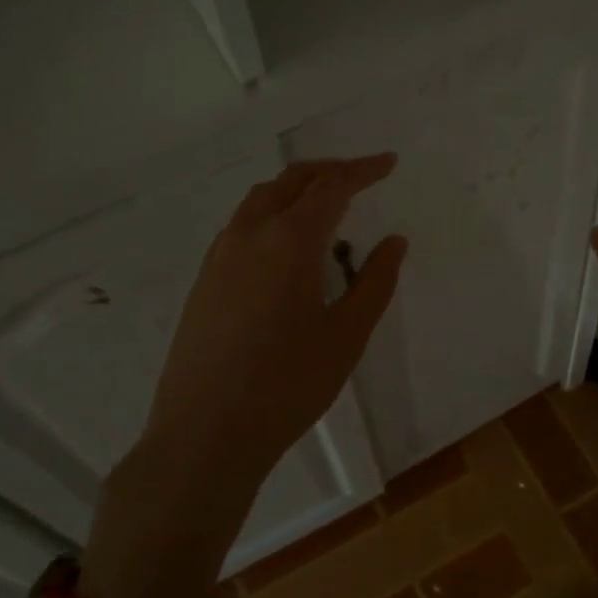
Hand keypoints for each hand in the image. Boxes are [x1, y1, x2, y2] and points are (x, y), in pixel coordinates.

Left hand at [139, 154, 406, 488]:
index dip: (363, 170)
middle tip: (361, 176)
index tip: (388, 162)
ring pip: (260, 200)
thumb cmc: (287, 385)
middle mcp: (249, 234)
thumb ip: (375, 282)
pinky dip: (272, 214)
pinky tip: (285, 247)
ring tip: (325, 207)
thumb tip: (394, 242)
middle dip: (329, 171)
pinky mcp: (203, 280)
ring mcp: (219, 256)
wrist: (205, 434)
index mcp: (289, 241)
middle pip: (291, 181)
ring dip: (296, 190)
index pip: (332, 187)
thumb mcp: (346, 335)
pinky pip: (242, 226)